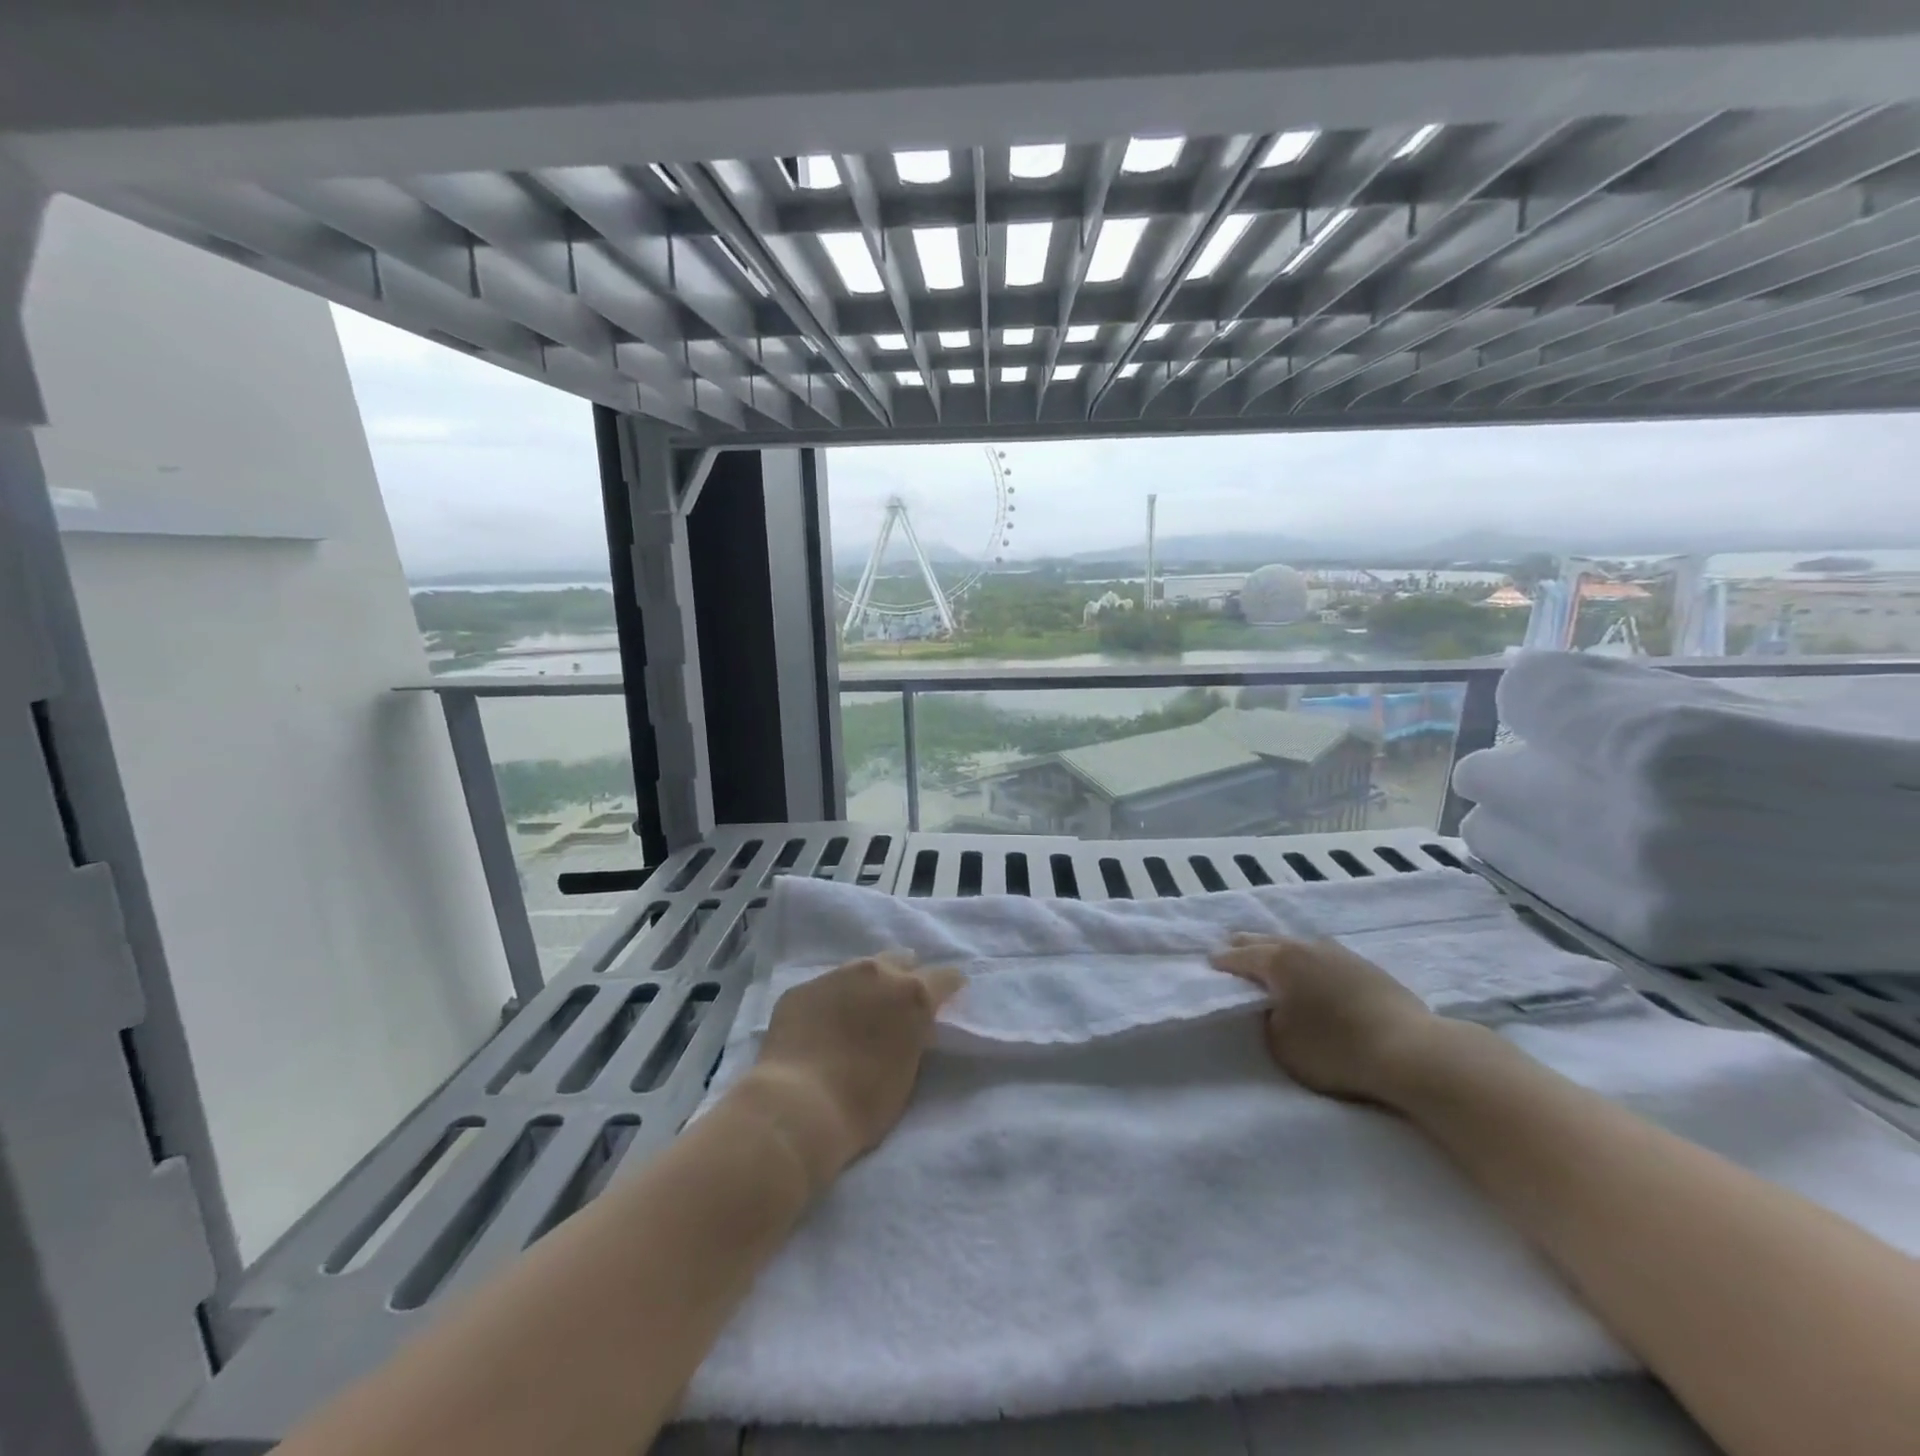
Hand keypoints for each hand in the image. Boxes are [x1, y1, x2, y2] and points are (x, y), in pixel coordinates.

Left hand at [740, 952, 963, 1189]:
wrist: (797, 1107)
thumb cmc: (863, 1103)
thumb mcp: (907, 1071)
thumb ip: (913, 1036)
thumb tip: (912, 1026)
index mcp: (912, 994)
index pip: (946, 977)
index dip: (948, 989)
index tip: (945, 1001)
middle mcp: (877, 973)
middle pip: (901, 960)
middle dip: (904, 978)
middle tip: (896, 1006)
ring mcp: (835, 976)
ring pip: (860, 970)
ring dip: (866, 987)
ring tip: (857, 1014)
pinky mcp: (801, 989)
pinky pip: (825, 989)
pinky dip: (830, 1002)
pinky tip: (821, 1027)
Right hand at [1210, 934, 1444, 1104]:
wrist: (1412, 1051)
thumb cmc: (1336, 1049)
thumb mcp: (1281, 1044)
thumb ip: (1266, 1020)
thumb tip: (1272, 1007)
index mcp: (1278, 962)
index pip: (1239, 957)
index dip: (1222, 962)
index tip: (1209, 963)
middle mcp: (1304, 947)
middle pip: (1265, 940)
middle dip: (1245, 944)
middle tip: (1230, 946)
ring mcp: (1338, 952)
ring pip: (1296, 944)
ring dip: (1278, 949)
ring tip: (1270, 955)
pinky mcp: (1365, 966)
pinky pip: (1321, 955)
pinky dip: (1307, 959)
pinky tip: (1311, 968)